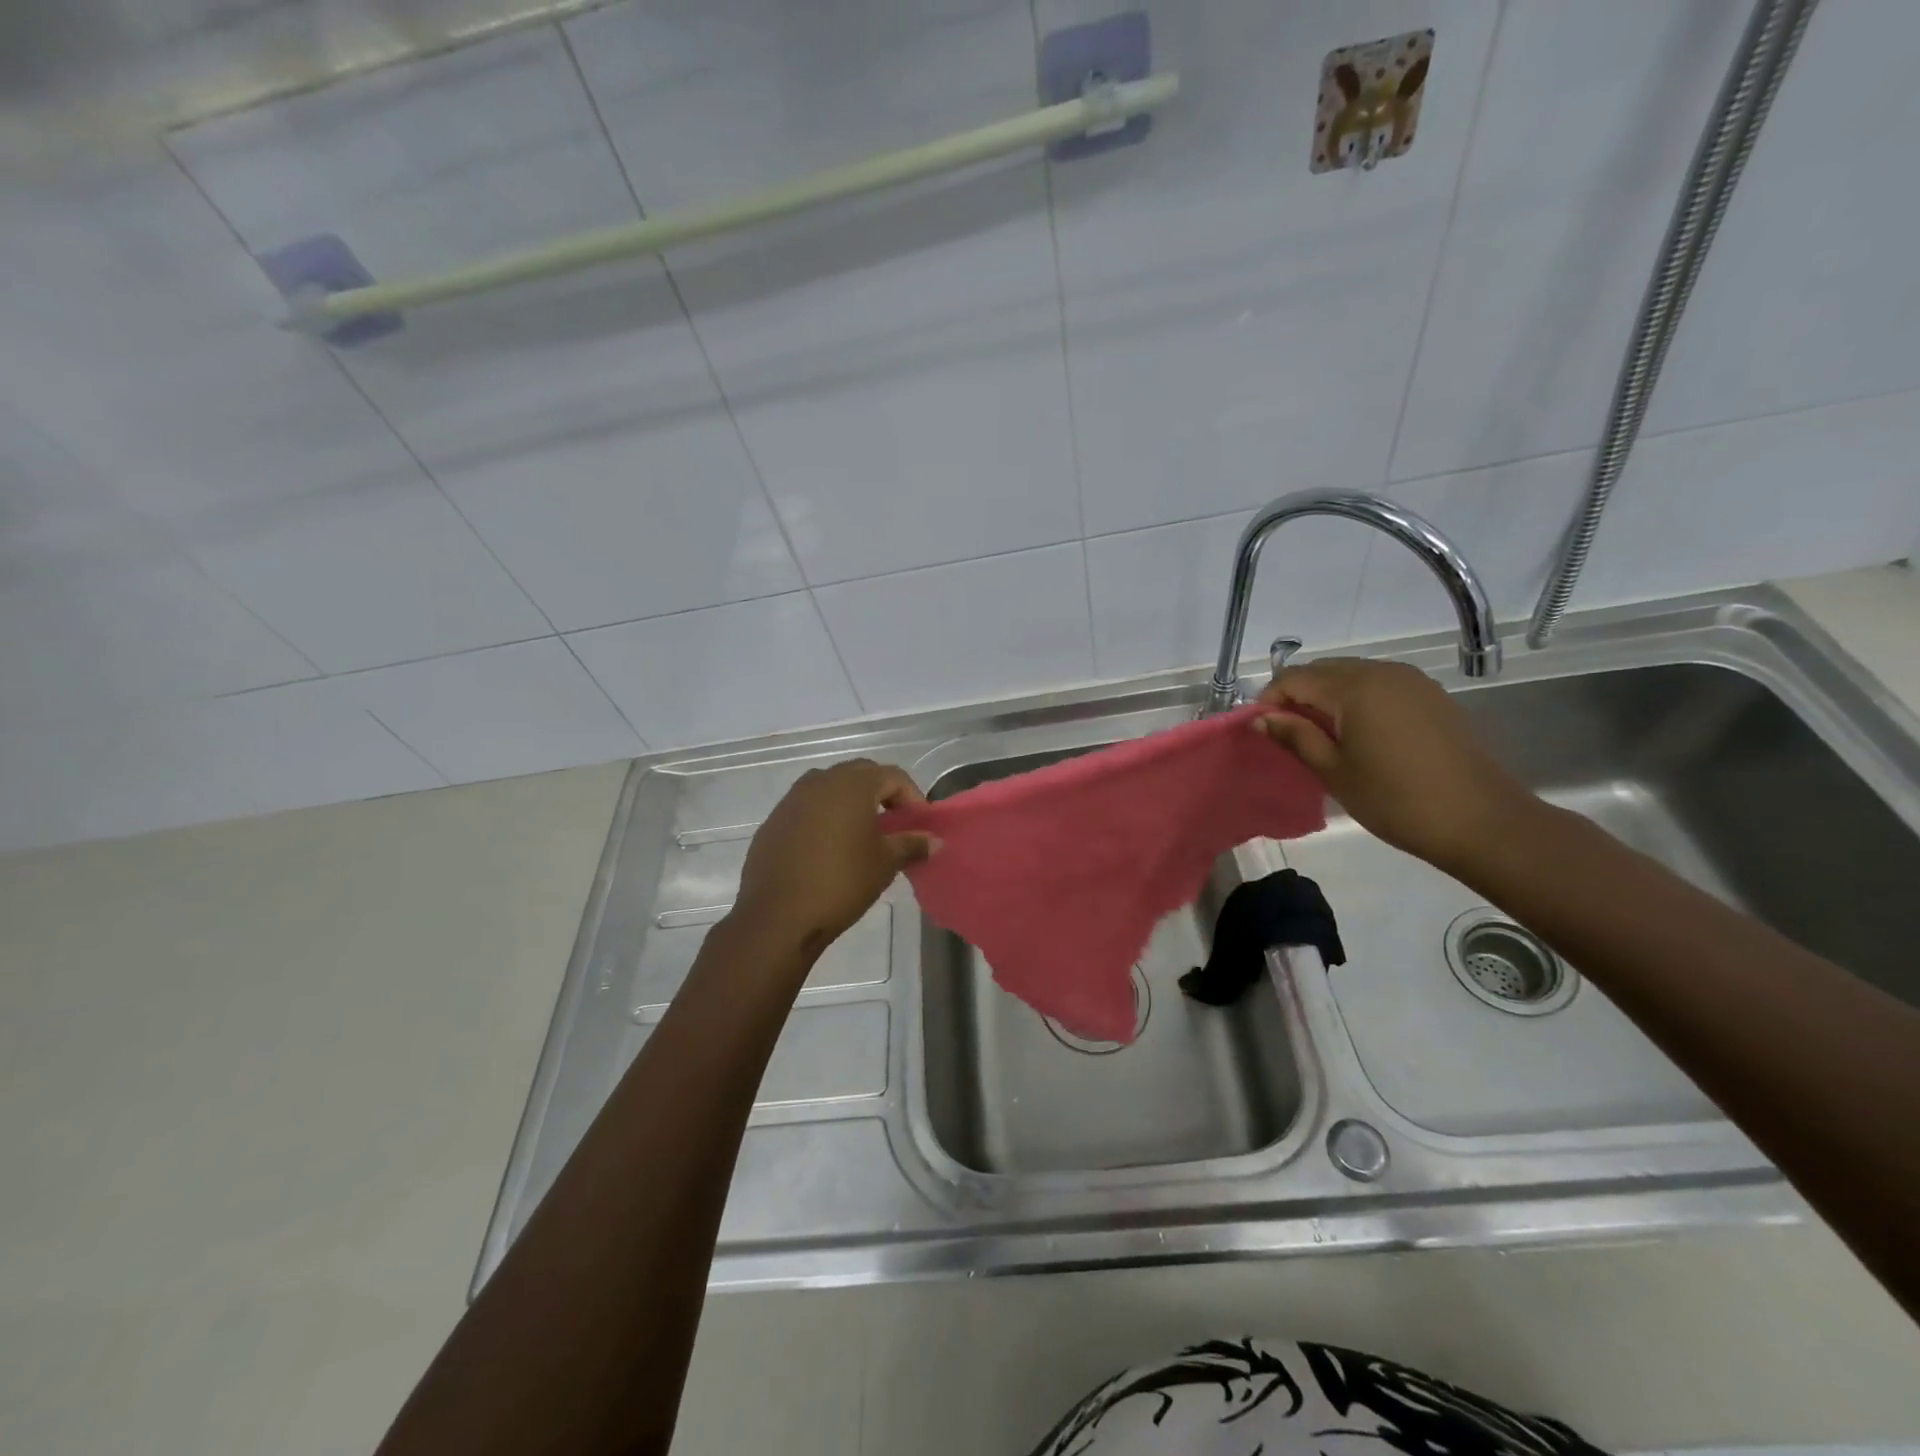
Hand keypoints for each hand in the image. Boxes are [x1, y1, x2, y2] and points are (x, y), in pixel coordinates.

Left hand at [731, 759, 936, 959]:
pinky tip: (829, 848)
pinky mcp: (774, 821)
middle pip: (860, 774)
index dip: (912, 796)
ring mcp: (792, 799)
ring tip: (863, 833)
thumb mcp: (885, 863)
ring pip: (830, 787)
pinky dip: (824, 817)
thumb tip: (934, 840)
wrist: (778, 916)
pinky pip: (807, 807)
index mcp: (852, 785)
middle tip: (895, 823)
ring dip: (851, 802)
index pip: (892, 776)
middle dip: (882, 793)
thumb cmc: (842, 883)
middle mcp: (820, 781)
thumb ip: (912, 844)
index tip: (920, 824)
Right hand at [1253, 658, 1536, 875]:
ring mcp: (1412, 681)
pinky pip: (1379, 686)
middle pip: (1323, 670)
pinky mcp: (1431, 696)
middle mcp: (1383, 672)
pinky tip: (1356, 735)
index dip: (1269, 700)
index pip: (1295, 678)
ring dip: (1326, 697)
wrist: (1481, 821)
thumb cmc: (1396, 800)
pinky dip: (1356, 701)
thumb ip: (1295, 736)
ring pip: (1352, 675)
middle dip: (1296, 695)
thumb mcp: (1334, 771)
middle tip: (1286, 734)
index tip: (1261, 730)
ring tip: (1319, 736)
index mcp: (1356, 687)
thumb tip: (1261, 718)